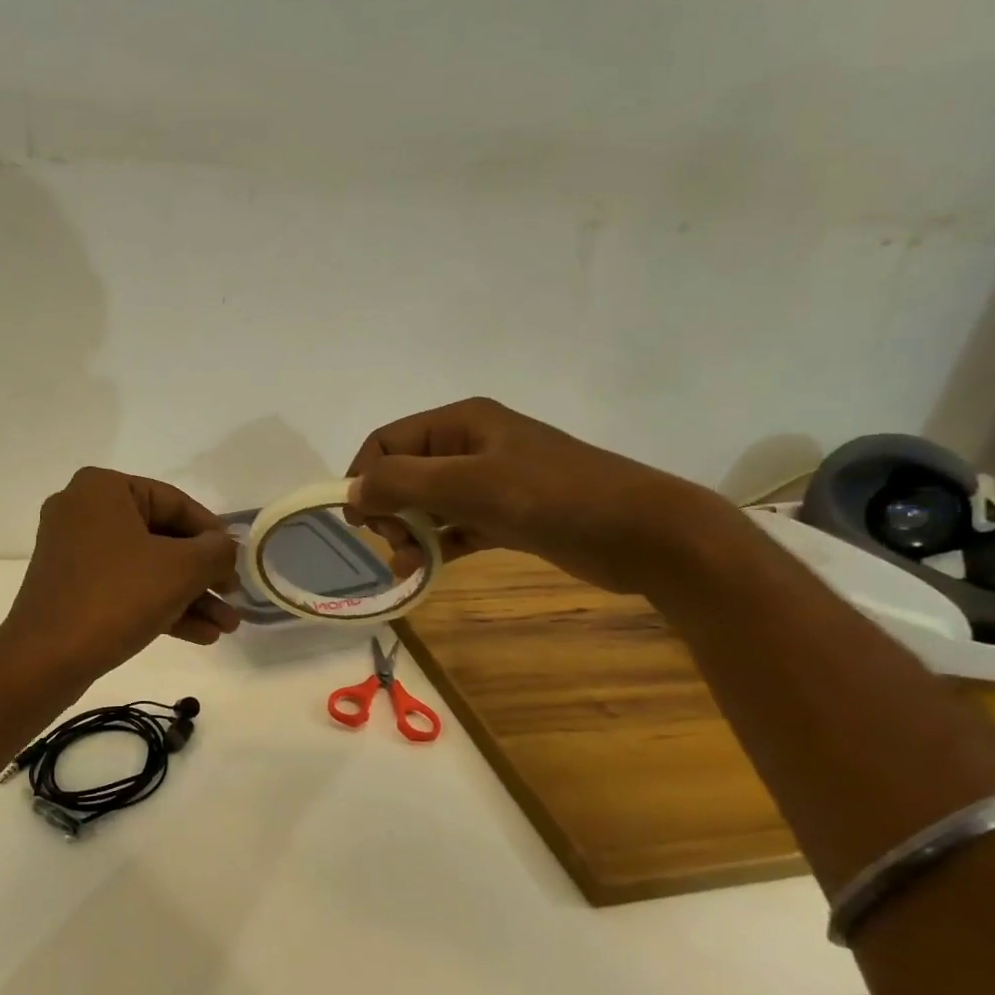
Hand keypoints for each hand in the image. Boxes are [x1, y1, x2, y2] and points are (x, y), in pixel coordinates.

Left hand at [0, 468, 241, 678]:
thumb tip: (226, 549)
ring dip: (189, 596)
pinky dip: (161, 606)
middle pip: (162, 537)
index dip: (214, 535)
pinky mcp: (72, 587)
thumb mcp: (181, 569)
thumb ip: (216, 551)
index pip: (176, 502)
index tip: (239, 563)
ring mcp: (74, 551)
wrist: (45, 659)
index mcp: (103, 488)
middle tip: (234, 598)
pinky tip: (201, 635)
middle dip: (203, 575)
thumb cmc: (116, 597)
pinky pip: (126, 587)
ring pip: (147, 567)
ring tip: (226, 627)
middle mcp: (84, 510)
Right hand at [344, 398, 726, 593]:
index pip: (387, 442)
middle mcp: (470, 445)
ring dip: (408, 533)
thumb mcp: (470, 484)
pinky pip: (453, 527)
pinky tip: (424, 571)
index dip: (364, 478)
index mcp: (460, 423)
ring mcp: (490, 482)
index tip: (360, 523)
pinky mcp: (505, 516)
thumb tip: (351, 491)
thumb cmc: (553, 497)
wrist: (644, 534)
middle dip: (388, 510)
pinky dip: (434, 546)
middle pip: (403, 473)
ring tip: (408, 565)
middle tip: (396, 544)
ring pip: (426, 504)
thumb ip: (402, 482)